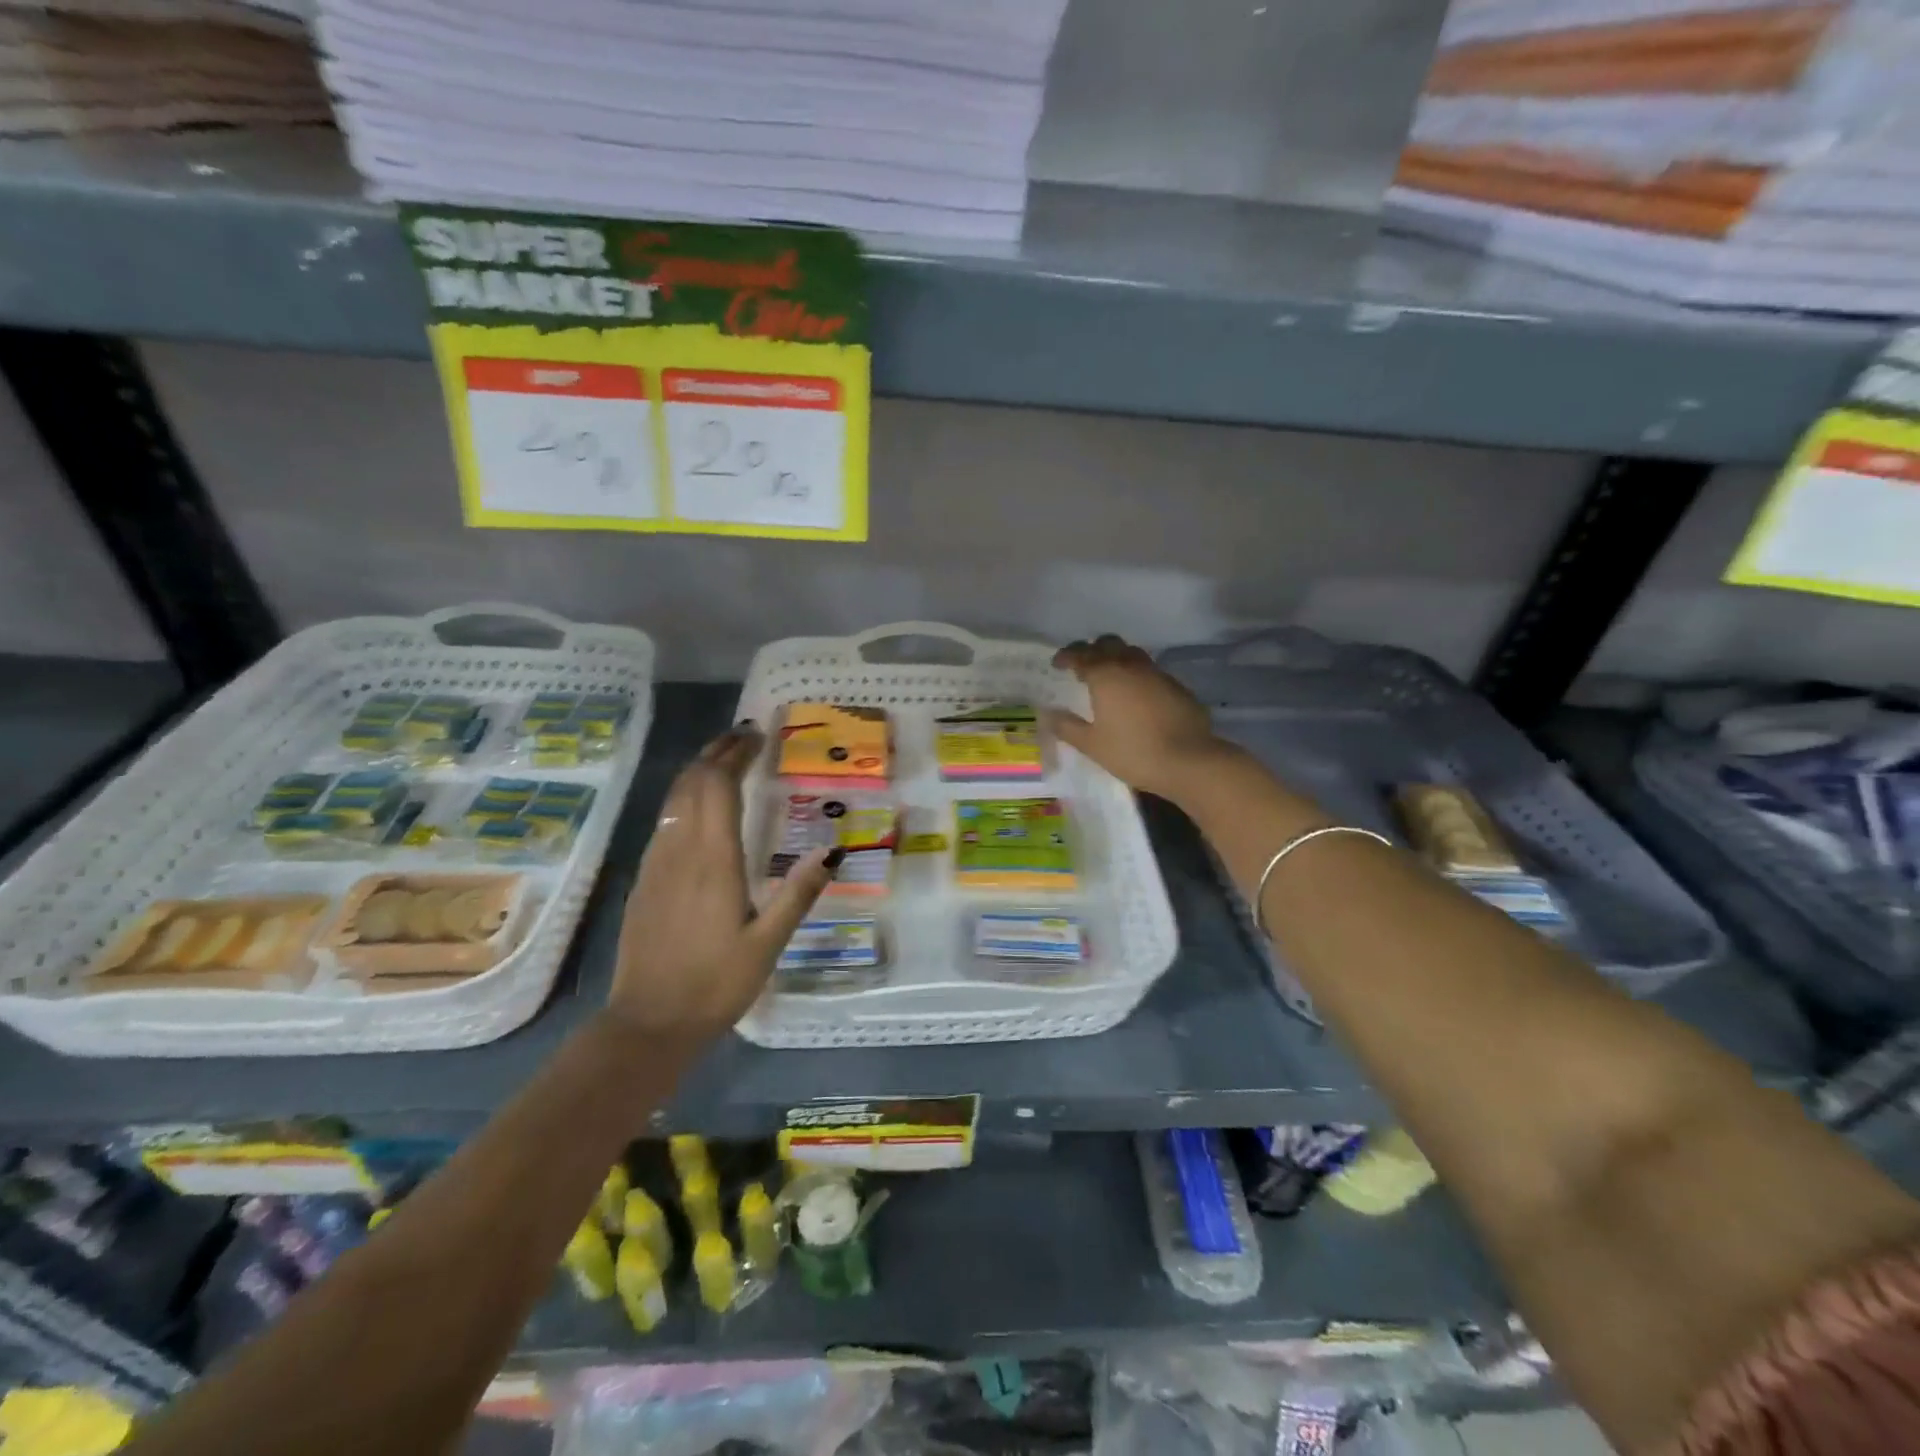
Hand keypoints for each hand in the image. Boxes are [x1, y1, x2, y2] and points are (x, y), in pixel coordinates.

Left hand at [610, 725, 839, 1038]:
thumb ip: (798, 893)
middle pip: (691, 783)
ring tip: (725, 762)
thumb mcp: (767, 943)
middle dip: (716, 753)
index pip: (718, 786)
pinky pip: (665, 822)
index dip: (735, 755)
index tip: (757, 736)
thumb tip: (831, 849)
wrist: (647, 1024)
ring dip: (698, 772)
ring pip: (673, 800)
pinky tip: (700, 812)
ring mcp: (655, 865)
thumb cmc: (714, 984)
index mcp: (712, 860)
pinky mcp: (644, 882)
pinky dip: (685, 800)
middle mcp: (679, 850)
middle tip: (744, 738)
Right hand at [1044, 635, 1234, 804]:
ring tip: (1110, 679)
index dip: (1066, 656)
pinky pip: (1151, 672)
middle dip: (1093, 650)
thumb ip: (1067, 727)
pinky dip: (1138, 676)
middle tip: (1083, 667)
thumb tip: (1049, 714)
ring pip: (1133, 653)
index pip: (1081, 654)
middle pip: (1109, 643)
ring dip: (1118, 659)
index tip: (1058, 664)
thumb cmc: (1133, 752)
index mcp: (1106, 675)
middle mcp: (1131, 666)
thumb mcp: (1092, 745)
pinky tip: (1137, 697)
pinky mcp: (1177, 687)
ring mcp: (1157, 674)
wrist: (1189, 761)